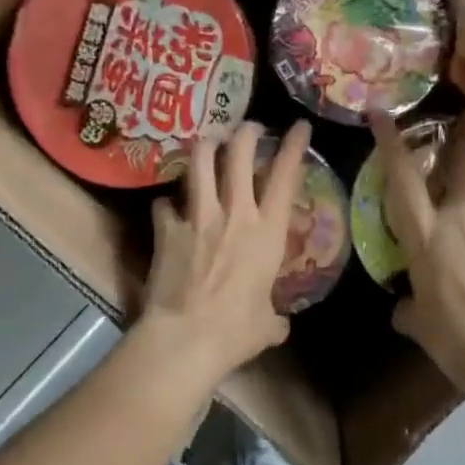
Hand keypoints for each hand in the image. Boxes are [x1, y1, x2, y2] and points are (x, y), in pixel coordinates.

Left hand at [139, 120, 312, 383]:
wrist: (185, 338)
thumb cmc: (235, 332)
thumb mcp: (267, 326)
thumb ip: (274, 317)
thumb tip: (278, 324)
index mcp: (268, 232)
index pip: (286, 176)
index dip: (294, 146)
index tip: (299, 126)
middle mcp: (234, 213)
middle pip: (239, 153)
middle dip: (246, 133)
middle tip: (248, 129)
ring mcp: (197, 217)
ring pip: (200, 162)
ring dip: (205, 146)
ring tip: (208, 143)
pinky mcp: (167, 229)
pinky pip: (164, 203)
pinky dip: (167, 202)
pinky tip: (167, 206)